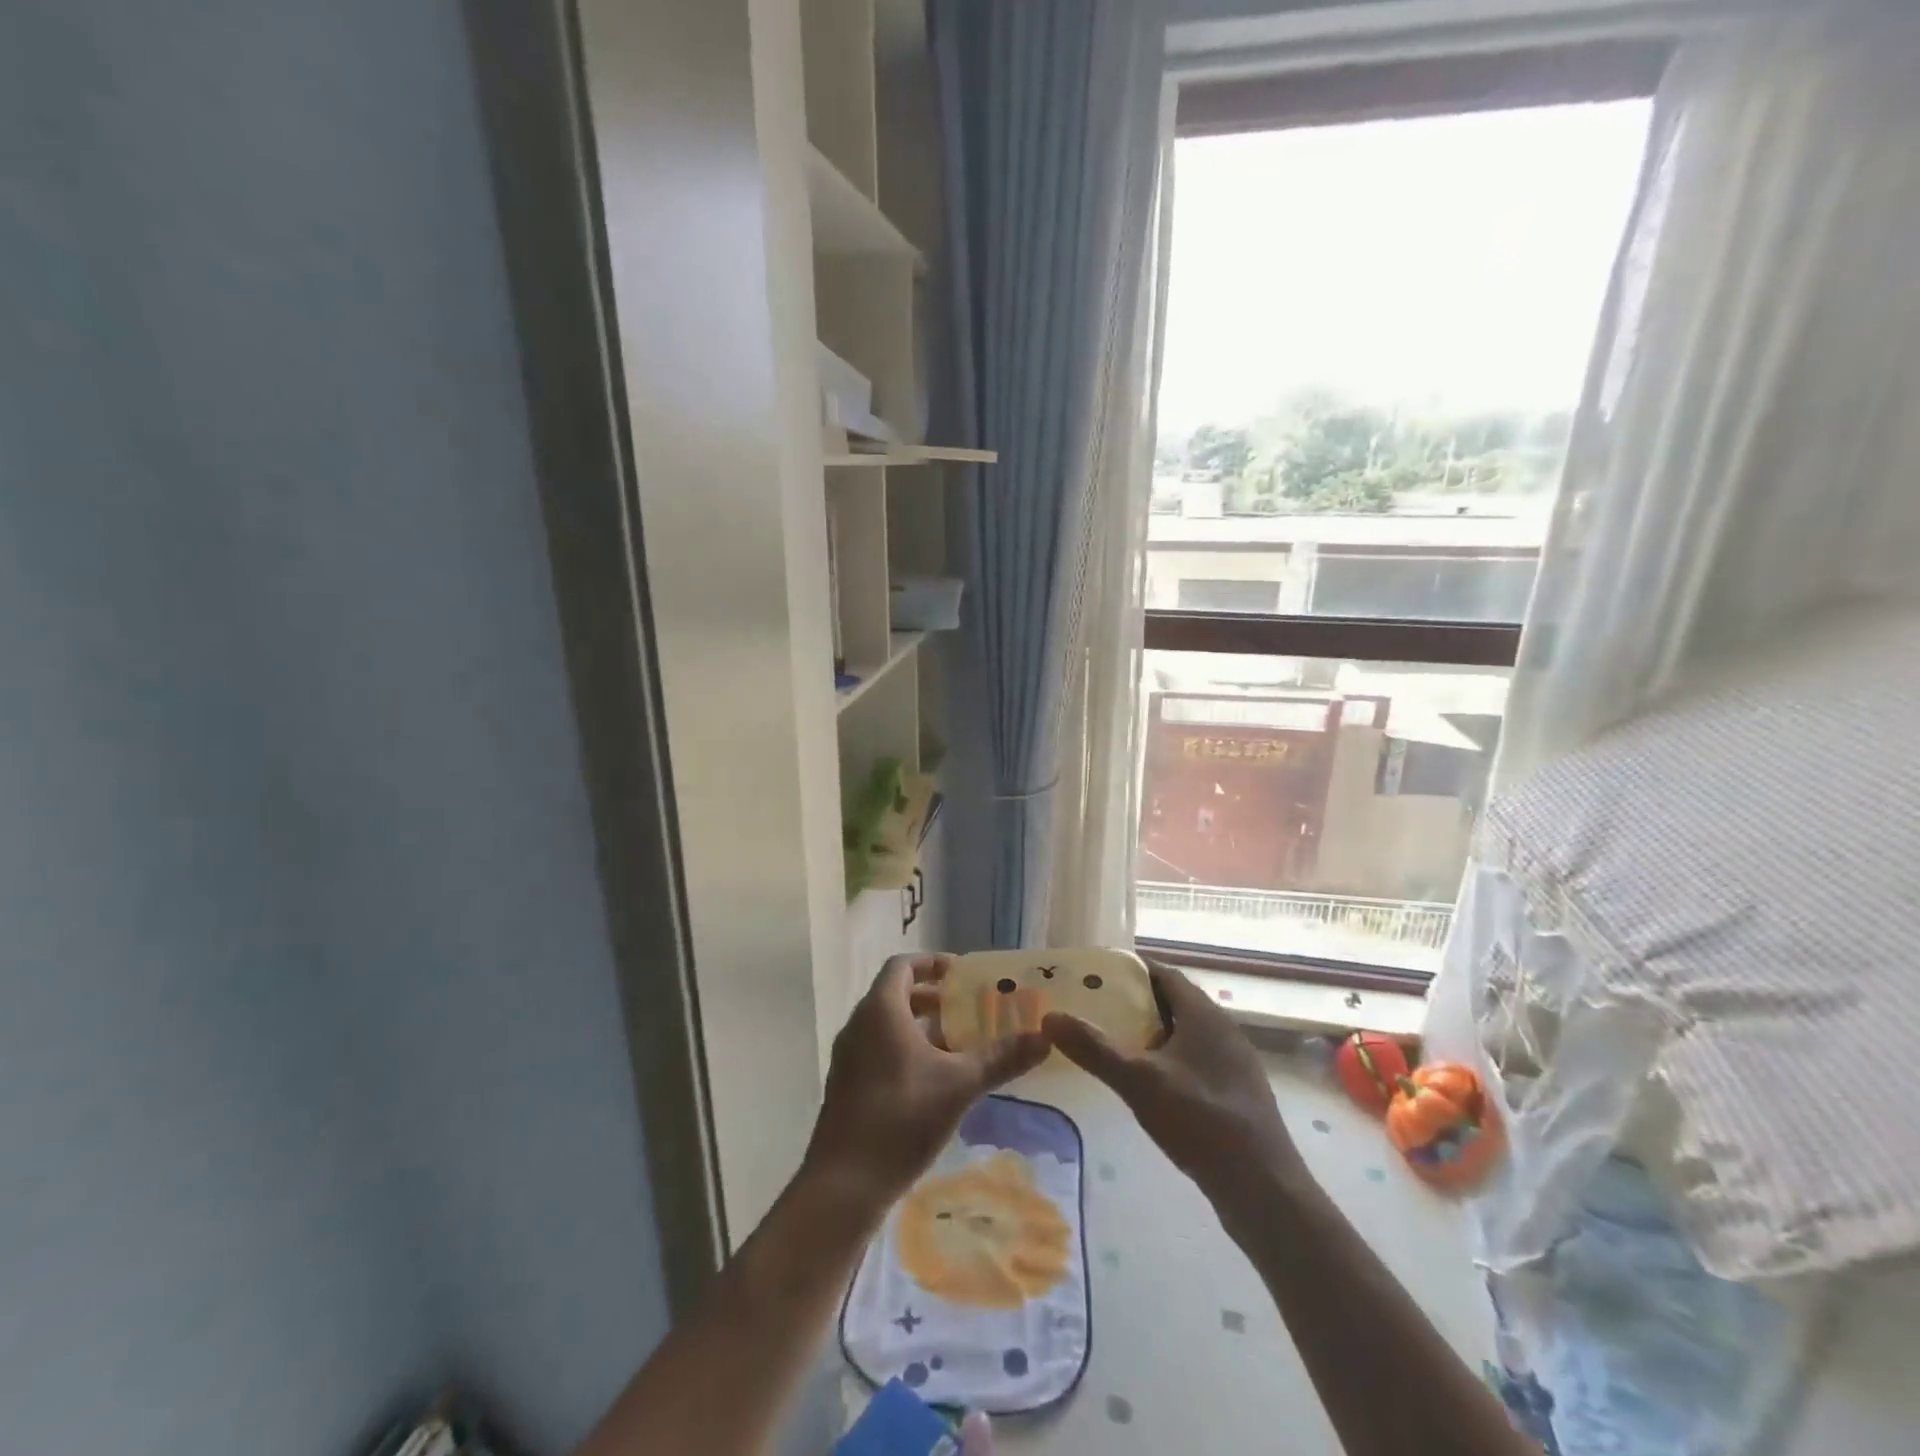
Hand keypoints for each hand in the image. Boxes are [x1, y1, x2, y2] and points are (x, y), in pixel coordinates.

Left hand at [804, 954, 1049, 1215]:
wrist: (844, 1183)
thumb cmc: (902, 1117)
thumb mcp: (959, 1084)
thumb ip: (1001, 1058)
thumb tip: (1045, 1039)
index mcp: (881, 1010)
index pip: (902, 965)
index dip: (932, 963)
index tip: (961, 974)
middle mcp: (859, 1025)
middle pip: (896, 994)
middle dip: (933, 998)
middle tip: (968, 1009)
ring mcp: (849, 1057)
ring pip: (887, 1026)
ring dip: (921, 1027)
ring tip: (958, 1044)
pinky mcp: (847, 1086)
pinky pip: (878, 1050)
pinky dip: (906, 1050)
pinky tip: (934, 1081)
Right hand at [1044, 963, 1305, 1216]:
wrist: (1264, 1190)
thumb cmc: (1201, 1122)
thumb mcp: (1139, 1082)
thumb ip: (1094, 1048)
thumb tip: (1050, 1017)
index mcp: (1204, 1015)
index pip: (1164, 974)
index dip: (1130, 971)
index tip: (1095, 975)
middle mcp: (1224, 1030)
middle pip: (1174, 1002)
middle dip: (1136, 1003)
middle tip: (1095, 1009)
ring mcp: (1234, 1064)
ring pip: (1186, 1034)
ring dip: (1152, 1034)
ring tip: (1114, 1044)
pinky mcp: (1237, 1094)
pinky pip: (1196, 1061)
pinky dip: (1169, 1061)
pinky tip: (1149, 1085)